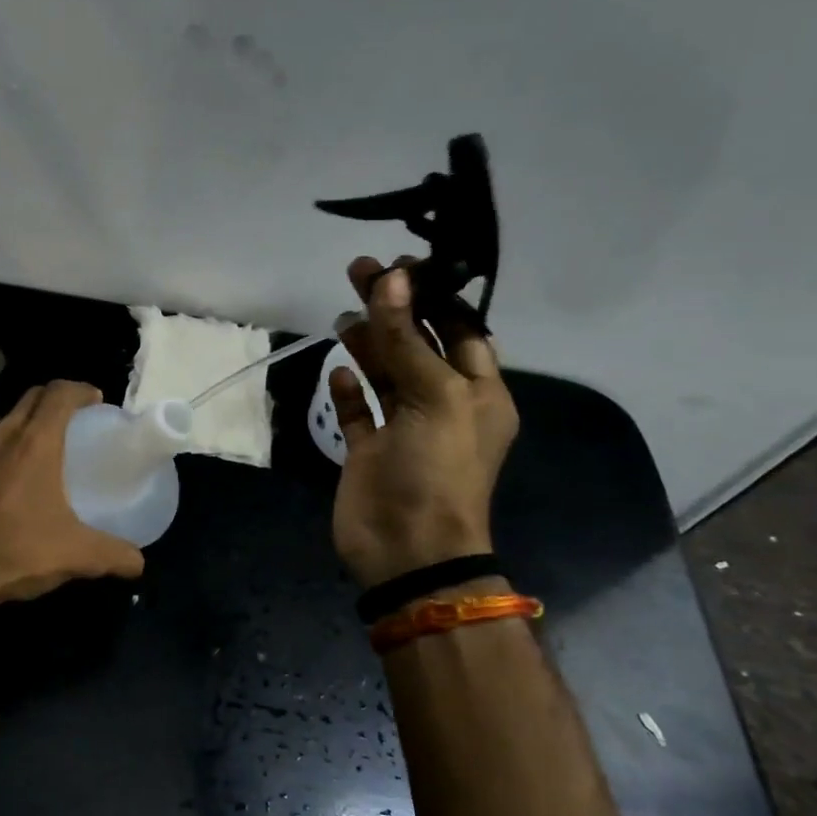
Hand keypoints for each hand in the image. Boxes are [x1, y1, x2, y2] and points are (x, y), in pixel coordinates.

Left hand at [0, 381, 145, 605]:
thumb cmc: (19, 551)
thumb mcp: (77, 554)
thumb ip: (114, 554)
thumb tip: (139, 563)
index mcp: (35, 444)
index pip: (58, 394)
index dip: (81, 390)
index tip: (98, 401)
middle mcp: (4, 438)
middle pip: (32, 398)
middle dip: (57, 399)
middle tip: (81, 420)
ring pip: (10, 419)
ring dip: (33, 421)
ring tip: (54, 446)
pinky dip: (13, 445)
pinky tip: (23, 478)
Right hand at [330, 258, 518, 587]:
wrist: (407, 549)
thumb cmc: (436, 470)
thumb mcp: (433, 396)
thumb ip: (406, 338)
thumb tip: (391, 279)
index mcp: (478, 392)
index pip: (461, 329)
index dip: (434, 296)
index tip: (401, 265)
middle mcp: (443, 404)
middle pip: (417, 344)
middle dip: (393, 309)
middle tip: (359, 271)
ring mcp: (404, 429)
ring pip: (386, 373)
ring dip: (368, 342)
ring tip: (342, 313)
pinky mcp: (370, 450)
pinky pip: (360, 410)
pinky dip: (350, 389)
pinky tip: (338, 369)